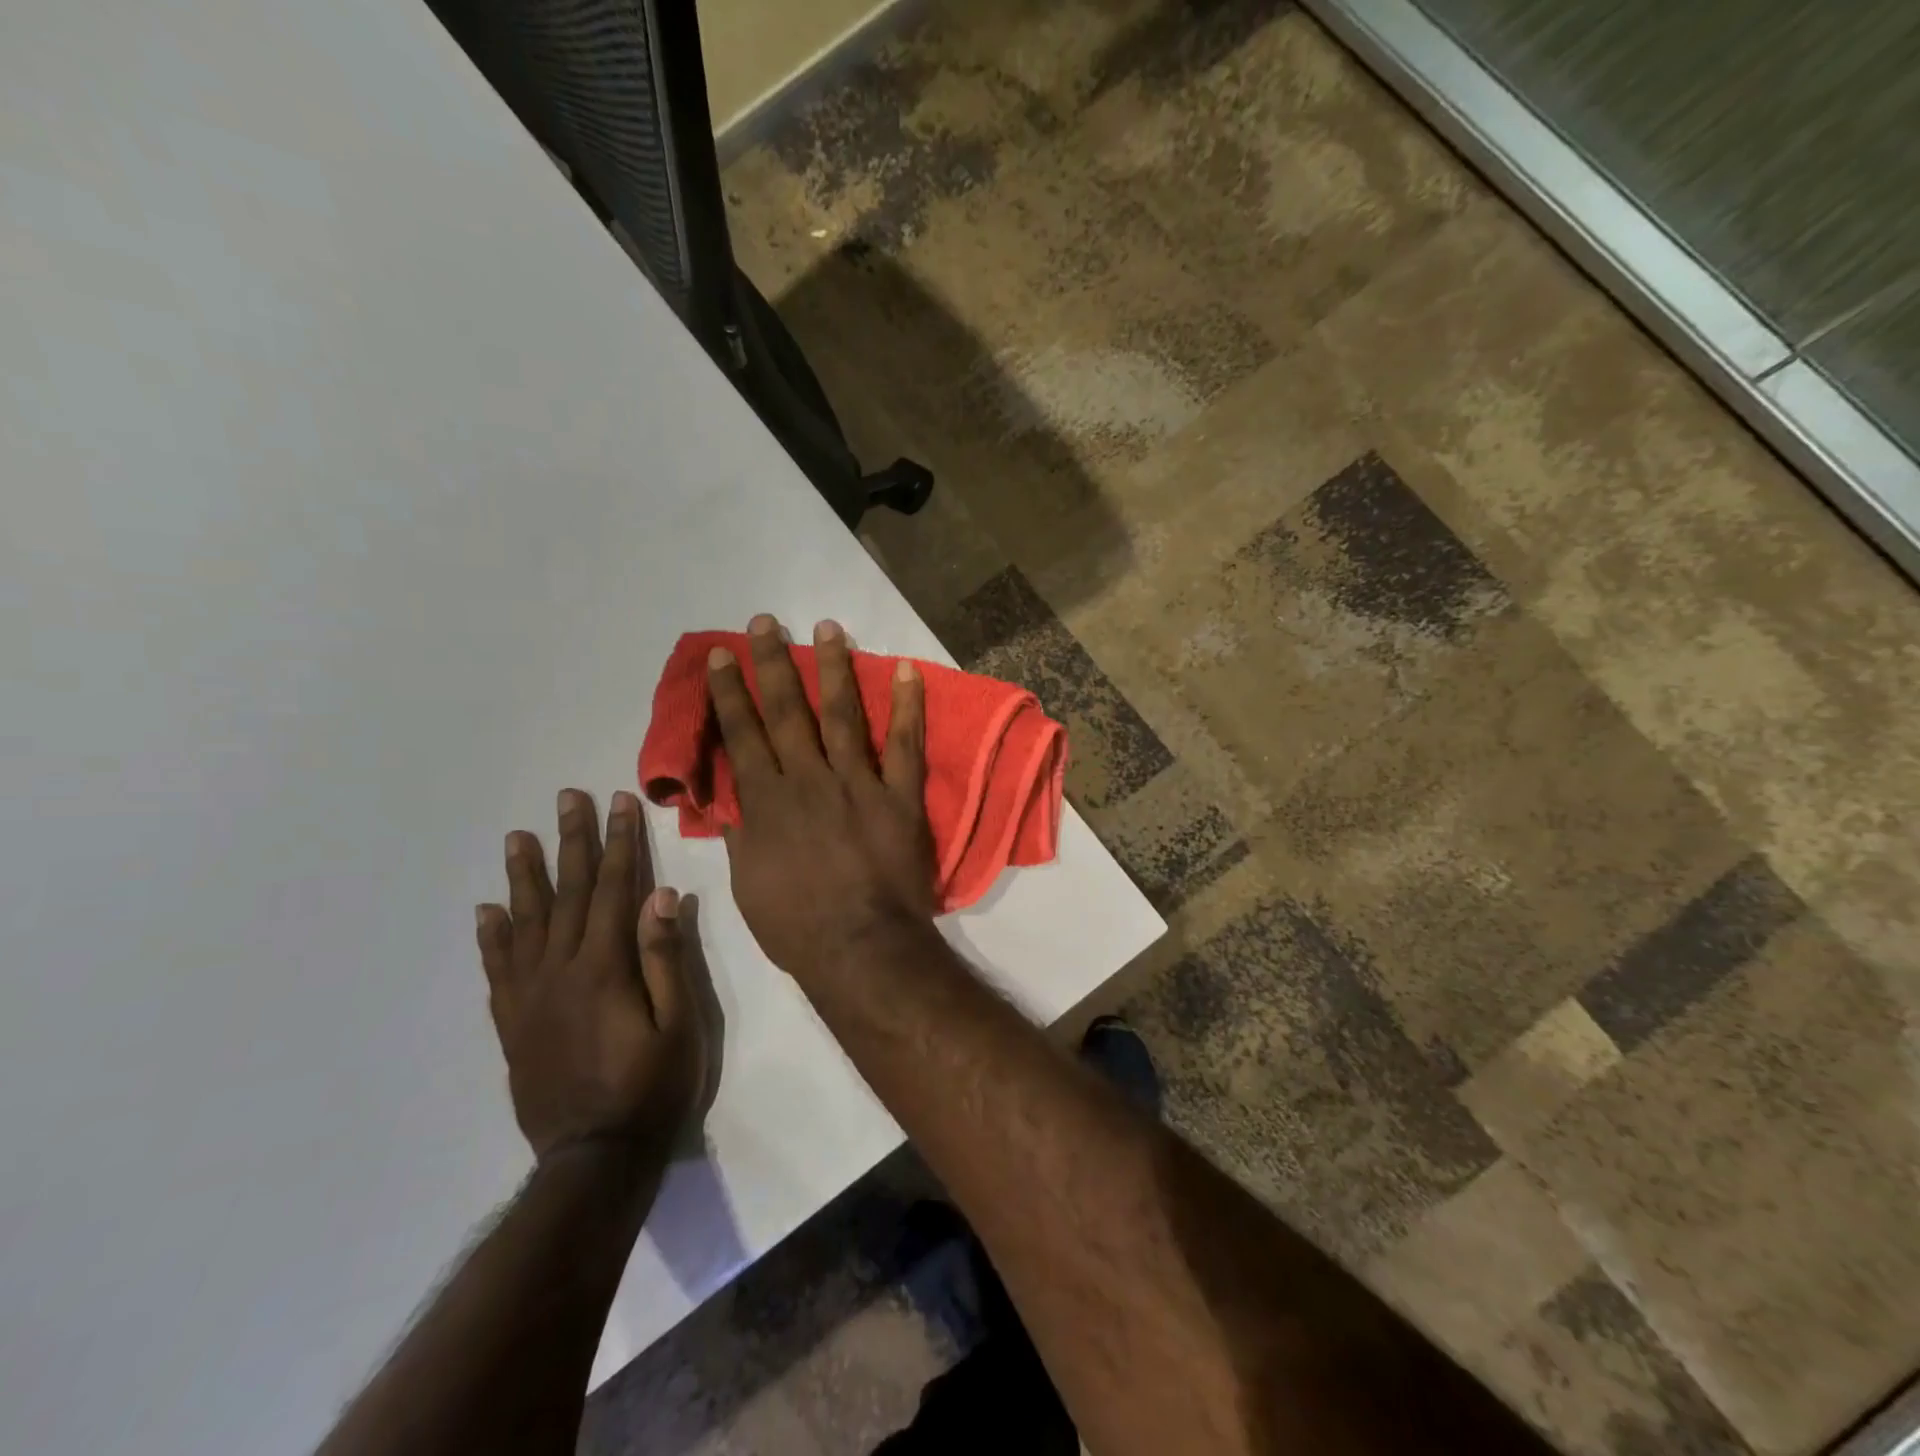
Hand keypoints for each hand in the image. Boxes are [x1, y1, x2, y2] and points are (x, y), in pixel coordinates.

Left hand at [476, 789, 708, 1163]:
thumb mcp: (679, 1023)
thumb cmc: (653, 1087)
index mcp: (605, 967)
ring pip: (524, 923)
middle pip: (567, 893)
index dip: (620, 842)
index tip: (620, 802)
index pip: (613, 888)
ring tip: (517, 837)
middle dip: (572, 841)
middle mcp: (560, 971)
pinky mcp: (513, 1023)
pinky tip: (487, 911)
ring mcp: (530, 997)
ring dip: (524, 876)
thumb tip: (661, 895)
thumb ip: (665, 957)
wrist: (595, 1158)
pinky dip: (491, 937)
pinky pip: (498, 970)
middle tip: (568, 798)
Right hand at [708, 614, 936, 981]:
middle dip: (772, 664)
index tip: (721, 656)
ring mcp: (858, 784)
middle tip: (765, 622)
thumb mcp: (748, 885)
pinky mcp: (899, 796)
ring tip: (828, 627)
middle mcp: (809, 781)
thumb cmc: (797, 926)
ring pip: (842, 715)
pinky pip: (904, 744)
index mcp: (768, 803)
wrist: (861, 947)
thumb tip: (732, 801)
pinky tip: (908, 670)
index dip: (729, 693)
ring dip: (833, 668)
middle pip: (786, 712)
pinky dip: (908, 706)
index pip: (742, 736)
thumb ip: (742, 835)